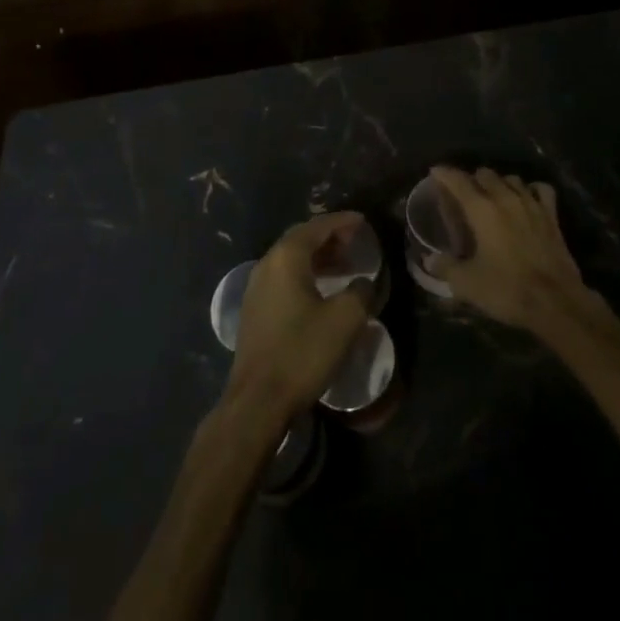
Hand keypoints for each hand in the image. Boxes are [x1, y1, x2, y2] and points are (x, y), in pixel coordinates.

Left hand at [227, 212, 373, 421]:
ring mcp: (257, 287)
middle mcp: (268, 264)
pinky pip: (284, 277)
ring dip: (318, 257)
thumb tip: (364, 282)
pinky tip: (322, 291)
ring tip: (345, 266)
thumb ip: (360, 292)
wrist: (258, 400)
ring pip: (291, 259)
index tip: (362, 221)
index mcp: (286, 257)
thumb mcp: (344, 320)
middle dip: (329, 237)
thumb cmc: (302, 352)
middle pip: (301, 239)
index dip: (342, 221)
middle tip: (355, 242)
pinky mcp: (255, 309)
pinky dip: (306, 274)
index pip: (317, 227)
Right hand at [425, 166, 597, 335]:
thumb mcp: (467, 283)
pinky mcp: (552, 216)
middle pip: (485, 174)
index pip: (458, 180)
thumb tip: (430, 259)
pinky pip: (541, 189)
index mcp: (482, 209)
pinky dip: (531, 189)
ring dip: (499, 183)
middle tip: (464, 193)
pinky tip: (527, 197)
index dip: (444, 173)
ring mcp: (531, 204)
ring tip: (493, 195)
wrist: (556, 303)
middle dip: (472, 179)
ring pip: (511, 179)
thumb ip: (446, 267)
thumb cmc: (507, 289)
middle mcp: (505, 198)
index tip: (435, 171)